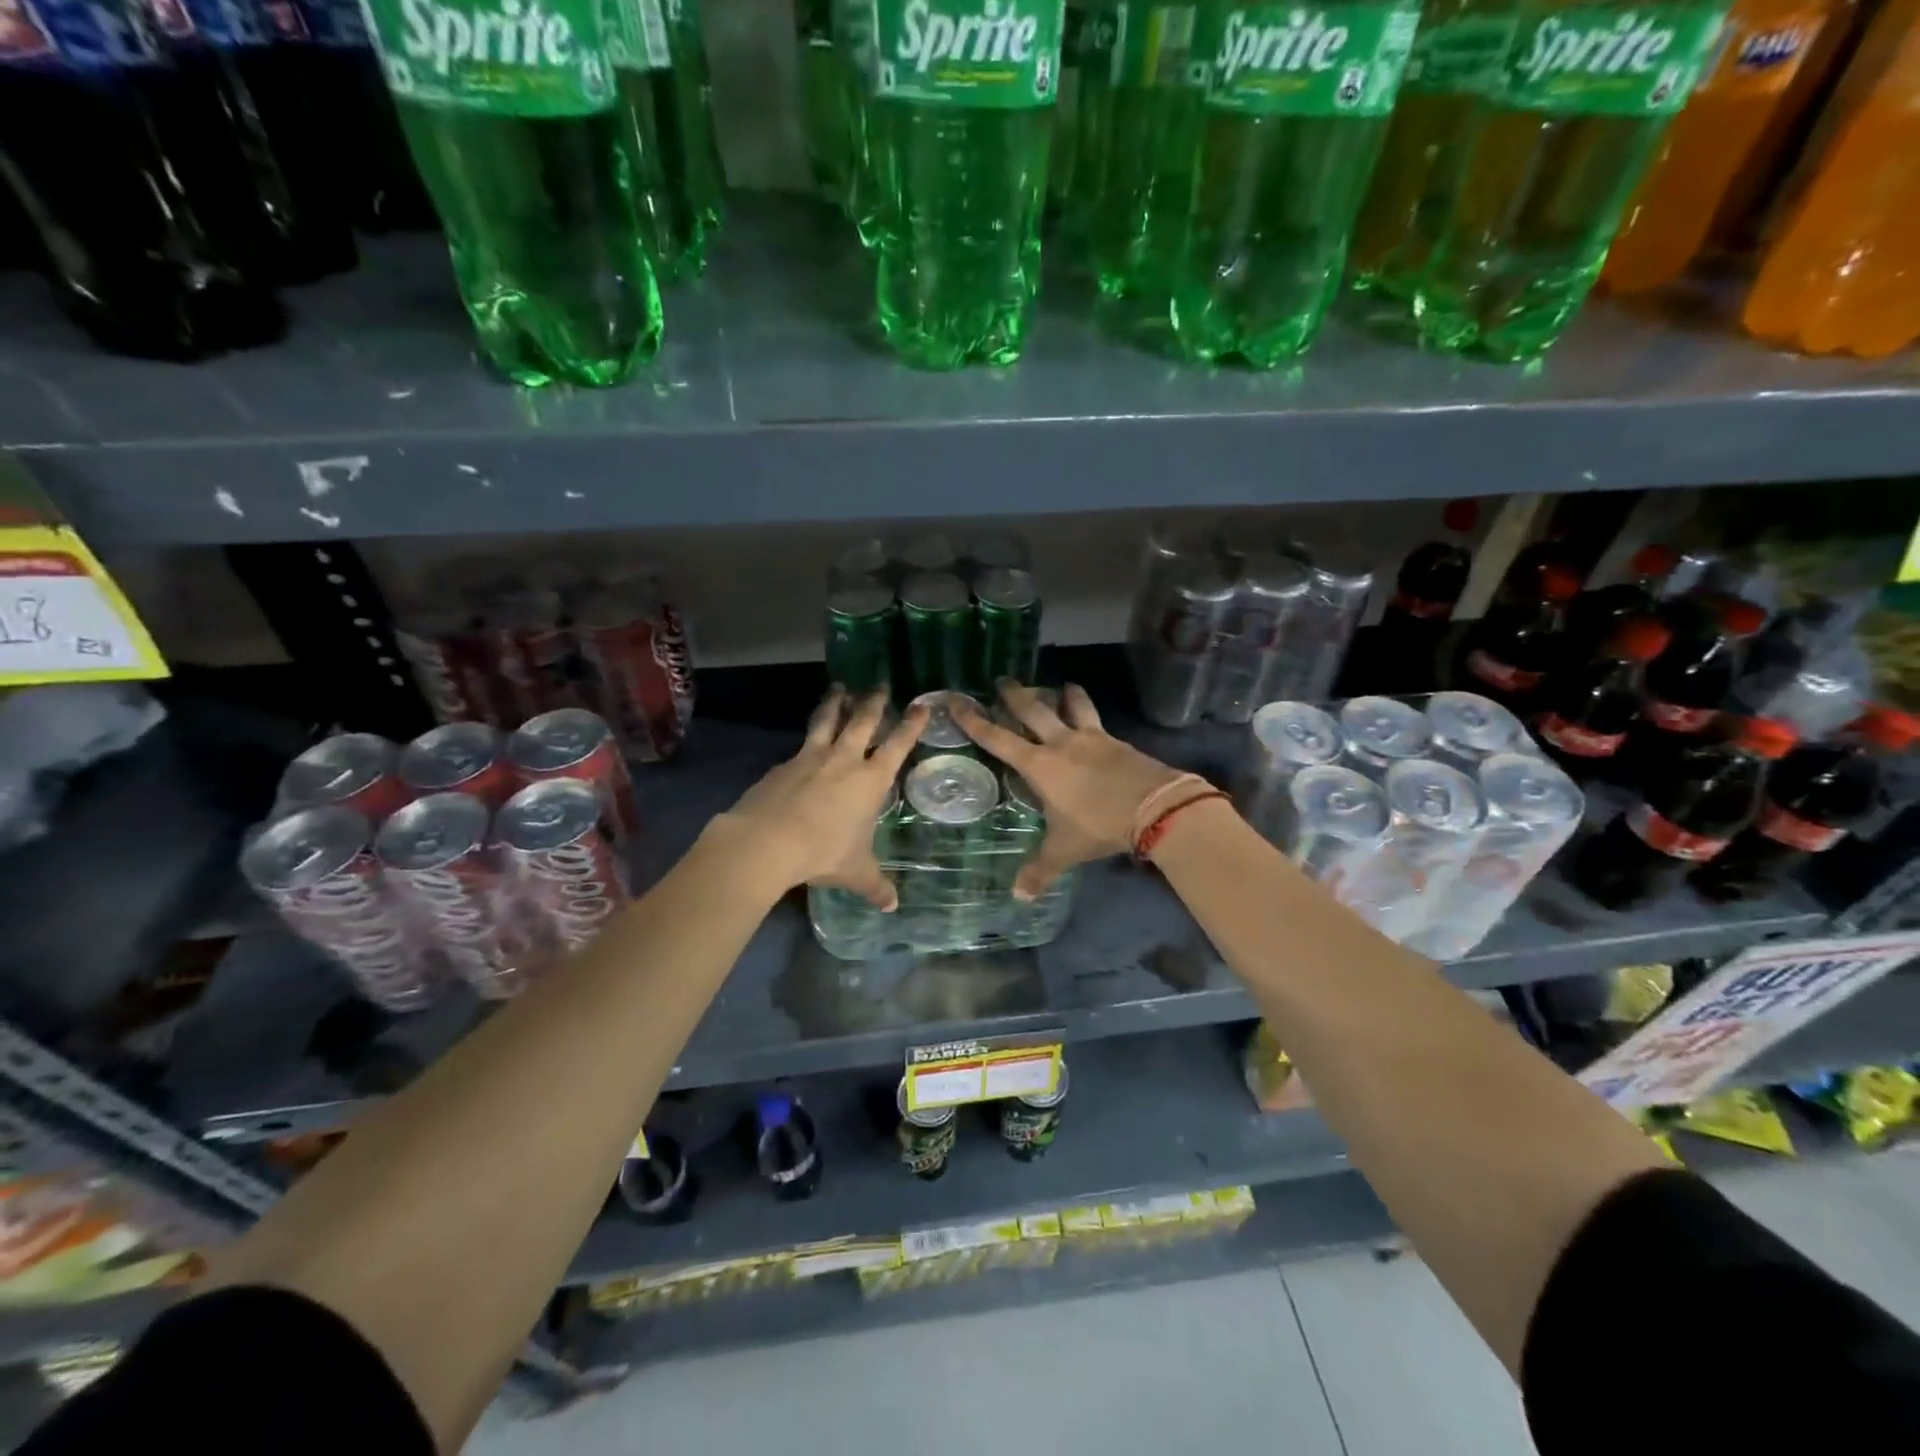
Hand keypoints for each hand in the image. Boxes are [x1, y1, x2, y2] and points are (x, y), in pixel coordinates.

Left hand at [716, 687, 928, 908]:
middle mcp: (845, 760)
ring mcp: (811, 757)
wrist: (767, 841)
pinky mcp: (783, 764)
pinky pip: (801, 744)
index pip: (898, 745)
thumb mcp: (855, 872)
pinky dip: (809, 737)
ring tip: (839, 687)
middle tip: (879, 684)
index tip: (920, 705)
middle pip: (863, 721)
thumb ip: (876, 885)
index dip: (911, 725)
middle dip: (873, 702)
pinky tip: (806, 743)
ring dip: (836, 703)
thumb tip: (893, 906)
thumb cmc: (823, 852)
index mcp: (871, 780)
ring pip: (828, 721)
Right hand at [951, 682, 1187, 899]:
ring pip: (1072, 705)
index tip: (957, 700)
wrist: (1155, 807)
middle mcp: (1061, 743)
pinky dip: (1089, 714)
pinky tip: (1092, 722)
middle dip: (1014, 695)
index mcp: (1039, 765)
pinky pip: (1097, 721)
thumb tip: (1018, 896)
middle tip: (1003, 681)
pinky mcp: (1116, 741)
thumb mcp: (1065, 850)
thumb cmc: (1098, 825)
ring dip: (1063, 695)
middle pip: (1032, 710)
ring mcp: (1091, 738)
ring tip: (1061, 687)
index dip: (974, 720)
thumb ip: (1040, 870)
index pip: (997, 738)